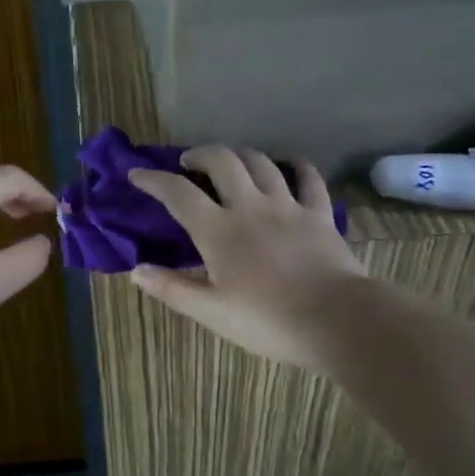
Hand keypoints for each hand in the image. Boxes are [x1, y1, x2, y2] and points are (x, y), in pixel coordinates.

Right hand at [127, 147, 369, 369]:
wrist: (338, 321)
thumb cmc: (268, 320)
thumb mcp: (211, 312)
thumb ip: (172, 288)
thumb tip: (136, 270)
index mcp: (218, 230)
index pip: (178, 193)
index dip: (153, 179)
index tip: (136, 173)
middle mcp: (250, 206)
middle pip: (222, 161)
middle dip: (200, 154)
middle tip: (189, 164)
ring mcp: (288, 206)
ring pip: (261, 163)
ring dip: (240, 155)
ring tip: (231, 162)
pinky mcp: (319, 214)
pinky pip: (309, 179)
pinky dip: (297, 166)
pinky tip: (291, 165)